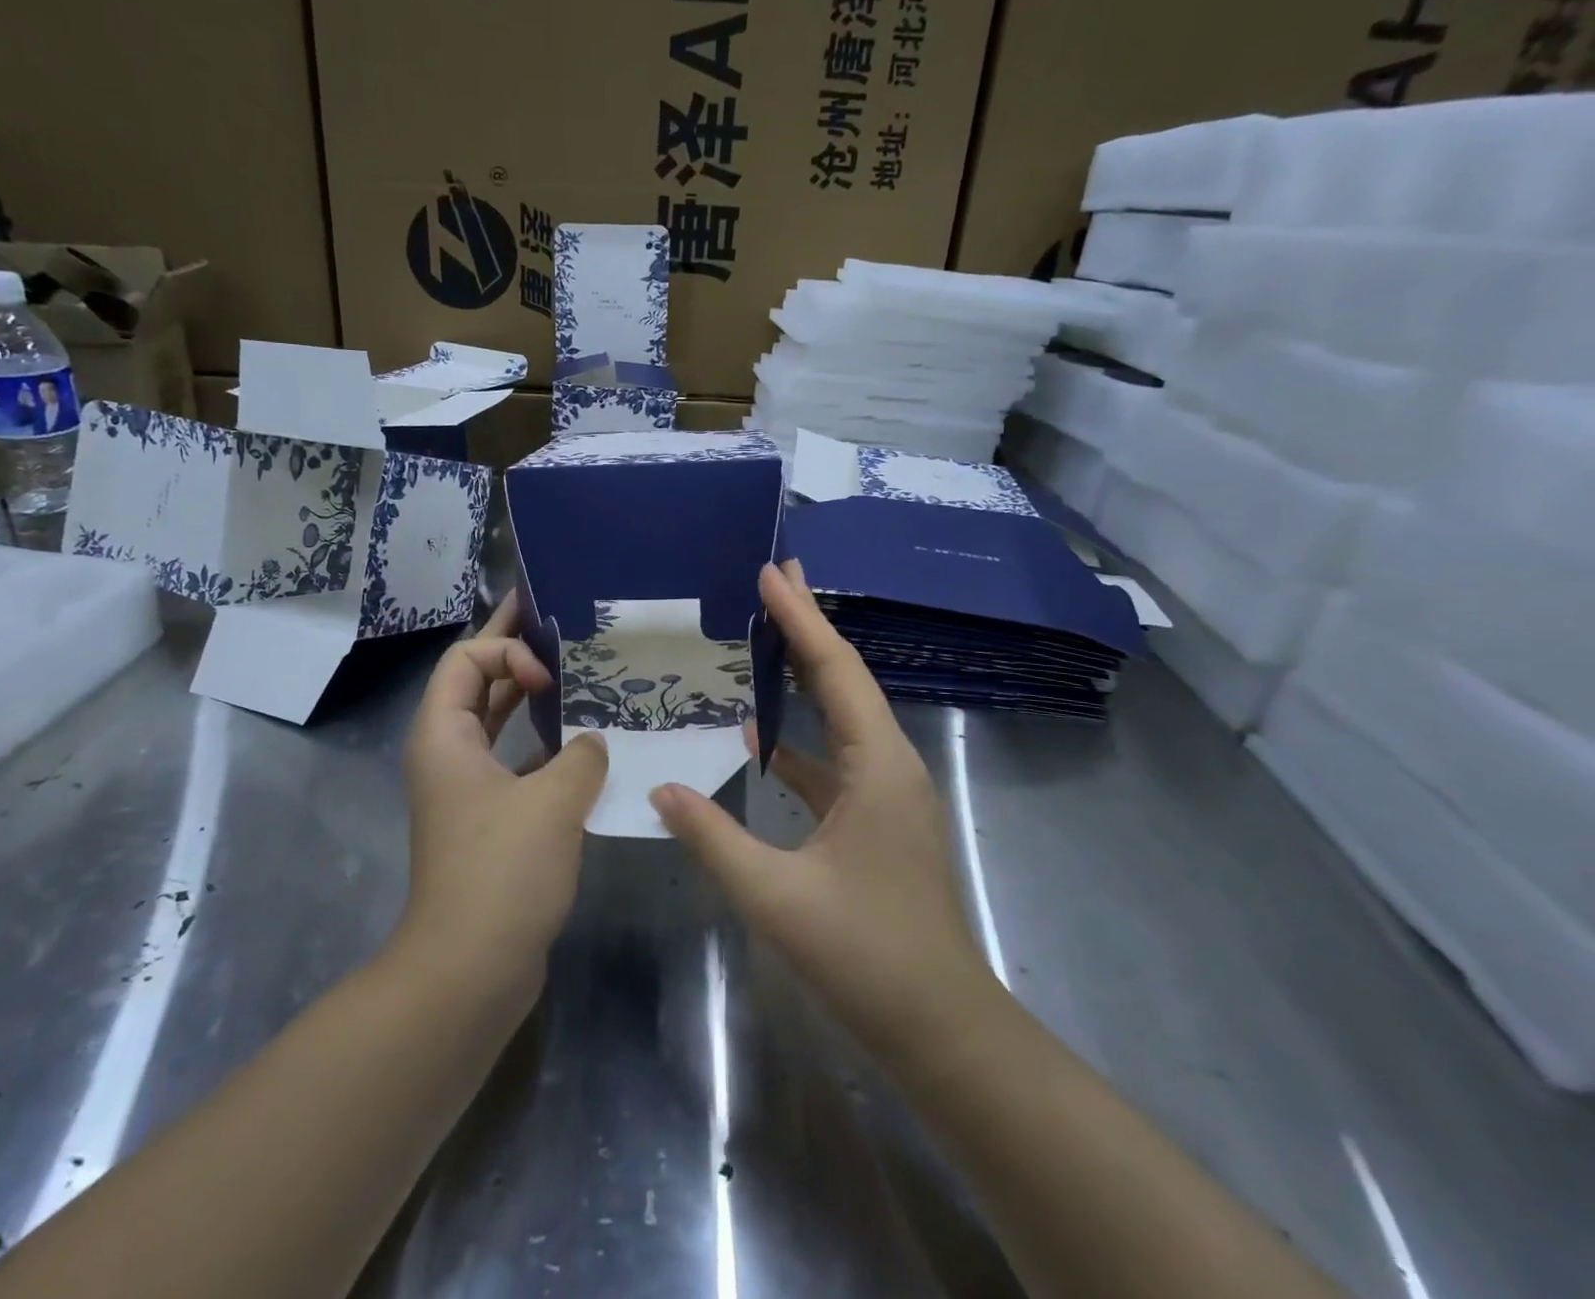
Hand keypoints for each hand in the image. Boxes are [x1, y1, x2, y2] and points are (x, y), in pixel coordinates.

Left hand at [401, 592, 608, 984]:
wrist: (470, 969)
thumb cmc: (503, 872)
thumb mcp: (553, 801)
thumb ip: (582, 755)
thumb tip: (593, 742)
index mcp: (444, 735)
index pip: (466, 659)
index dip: (508, 650)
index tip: (550, 677)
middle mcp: (449, 754)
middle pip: (479, 683)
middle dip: (517, 650)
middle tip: (561, 621)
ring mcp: (469, 789)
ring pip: (500, 724)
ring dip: (535, 700)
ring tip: (582, 677)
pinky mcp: (490, 819)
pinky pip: (518, 762)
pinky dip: (546, 747)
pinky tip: (588, 746)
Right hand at [650, 562, 991, 1069]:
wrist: (941, 1028)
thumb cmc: (866, 956)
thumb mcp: (775, 896)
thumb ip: (712, 836)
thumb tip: (660, 786)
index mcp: (877, 766)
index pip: (835, 670)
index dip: (801, 618)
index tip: (772, 572)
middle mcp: (888, 764)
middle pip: (845, 678)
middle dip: (810, 626)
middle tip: (775, 578)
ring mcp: (885, 792)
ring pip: (841, 715)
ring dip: (806, 675)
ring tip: (764, 637)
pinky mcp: (875, 819)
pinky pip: (834, 757)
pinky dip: (799, 737)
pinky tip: (760, 736)